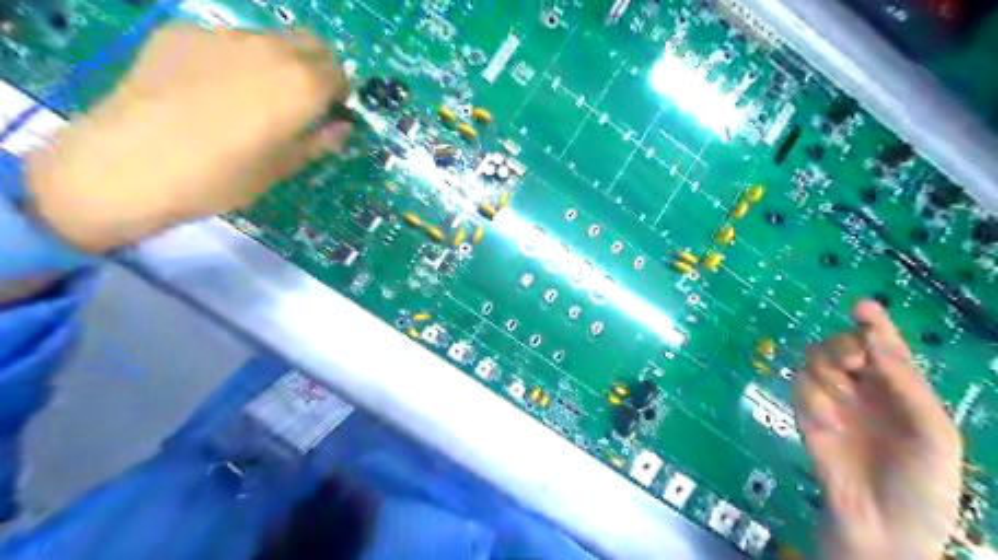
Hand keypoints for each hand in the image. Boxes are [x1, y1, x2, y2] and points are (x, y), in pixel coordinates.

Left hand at [24, 25, 350, 252]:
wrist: (134, 164)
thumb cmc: (224, 177)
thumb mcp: (284, 167)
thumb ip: (319, 142)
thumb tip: (341, 127)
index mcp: (302, 85)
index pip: (339, 73)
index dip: (339, 93)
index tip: (330, 113)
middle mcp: (270, 49)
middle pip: (310, 43)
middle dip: (316, 68)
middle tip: (302, 100)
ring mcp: (222, 35)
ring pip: (268, 39)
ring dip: (276, 61)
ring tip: (251, 96)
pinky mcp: (180, 32)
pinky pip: (223, 40)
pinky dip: (233, 59)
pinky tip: (209, 90)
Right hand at [796, 299, 957, 559]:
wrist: (883, 526)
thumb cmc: (922, 483)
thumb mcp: (934, 433)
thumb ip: (906, 384)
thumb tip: (874, 337)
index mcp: (899, 390)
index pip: (883, 347)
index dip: (874, 323)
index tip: (862, 306)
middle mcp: (863, 389)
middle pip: (841, 345)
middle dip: (843, 344)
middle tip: (853, 361)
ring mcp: (832, 401)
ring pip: (814, 360)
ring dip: (825, 367)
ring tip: (841, 390)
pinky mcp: (806, 415)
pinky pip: (800, 389)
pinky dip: (812, 398)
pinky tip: (828, 423)